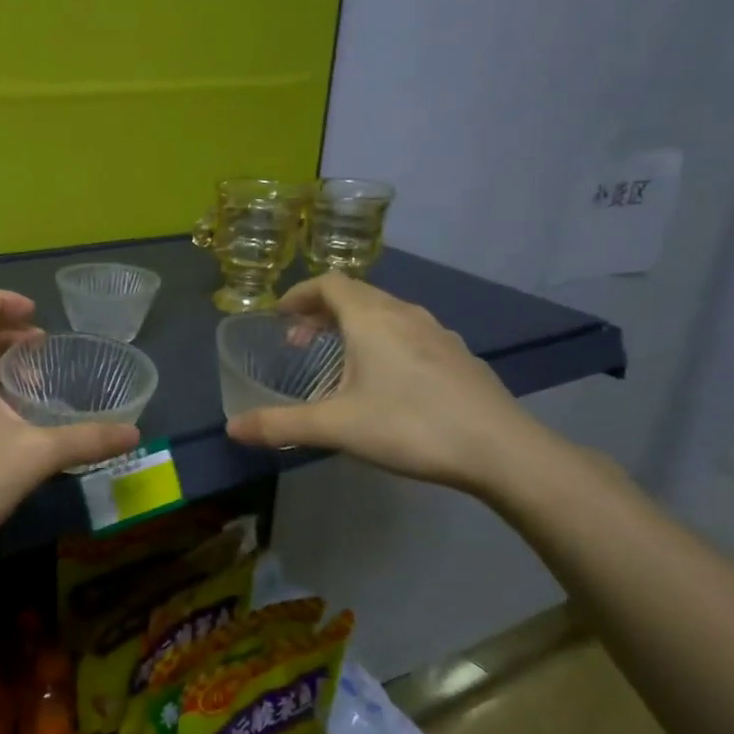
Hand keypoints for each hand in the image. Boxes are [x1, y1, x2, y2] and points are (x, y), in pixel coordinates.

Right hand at [224, 273, 554, 498]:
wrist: (502, 449)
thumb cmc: (410, 426)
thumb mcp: (336, 427)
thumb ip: (280, 424)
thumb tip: (231, 428)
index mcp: (371, 317)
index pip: (328, 283)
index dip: (300, 294)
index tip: (280, 317)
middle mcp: (404, 314)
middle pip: (355, 294)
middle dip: (321, 312)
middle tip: (300, 342)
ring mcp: (437, 332)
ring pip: (385, 313)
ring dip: (353, 326)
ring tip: (339, 360)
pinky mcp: (458, 355)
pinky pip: (409, 333)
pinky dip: (383, 341)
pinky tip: (386, 381)